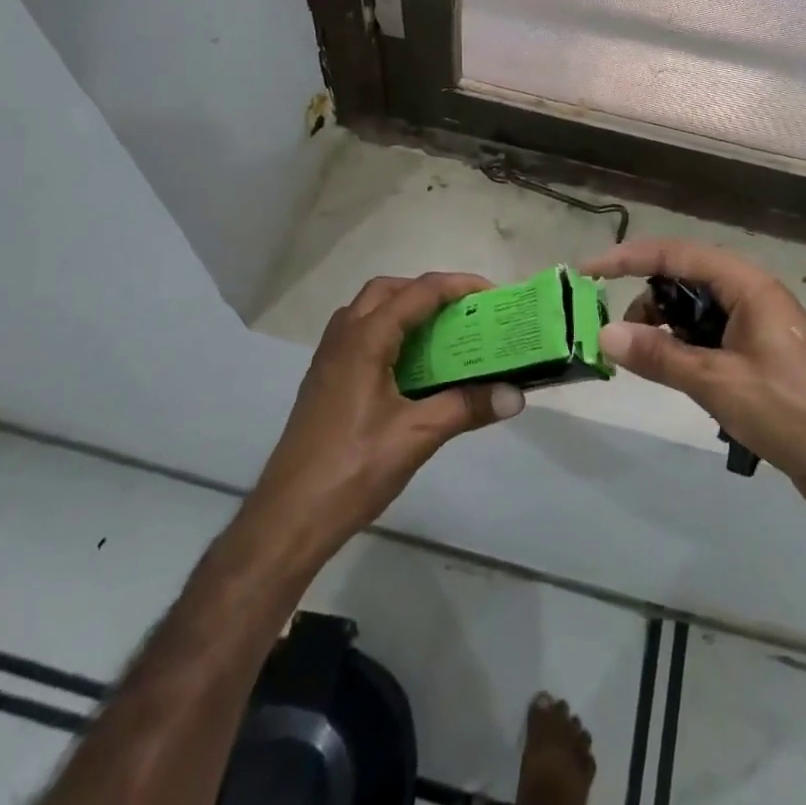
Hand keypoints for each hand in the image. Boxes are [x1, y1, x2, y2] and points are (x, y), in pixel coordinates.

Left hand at [236, 273, 525, 576]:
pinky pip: (358, 335)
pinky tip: (407, 369)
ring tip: (438, 335)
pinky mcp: (324, 381)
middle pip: (388, 290)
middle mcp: (343, 337)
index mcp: (365, 338)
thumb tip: (517, 395)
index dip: (457, 286)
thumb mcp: (417, 435)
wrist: (289, 518)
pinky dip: (387, 333)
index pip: (418, 292)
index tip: (491, 295)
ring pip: (368, 311)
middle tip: (461, 312)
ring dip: (404, 309)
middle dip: (427, 291)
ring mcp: (328, 359)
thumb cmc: (354, 468)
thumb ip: (467, 407)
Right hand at [585, 239, 805, 576]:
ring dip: (664, 326)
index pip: (676, 253)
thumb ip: (659, 356)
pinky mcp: (756, 351)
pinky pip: (708, 333)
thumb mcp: (717, 382)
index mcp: (747, 285)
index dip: (628, 257)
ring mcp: (755, 323)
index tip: (588, 271)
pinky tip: (672, 372)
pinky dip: (683, 346)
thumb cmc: (790, 412)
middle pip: (684, 277)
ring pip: (694, 308)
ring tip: (644, 361)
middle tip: (618, 334)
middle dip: (646, 298)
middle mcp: (750, 294)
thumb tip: (603, 334)